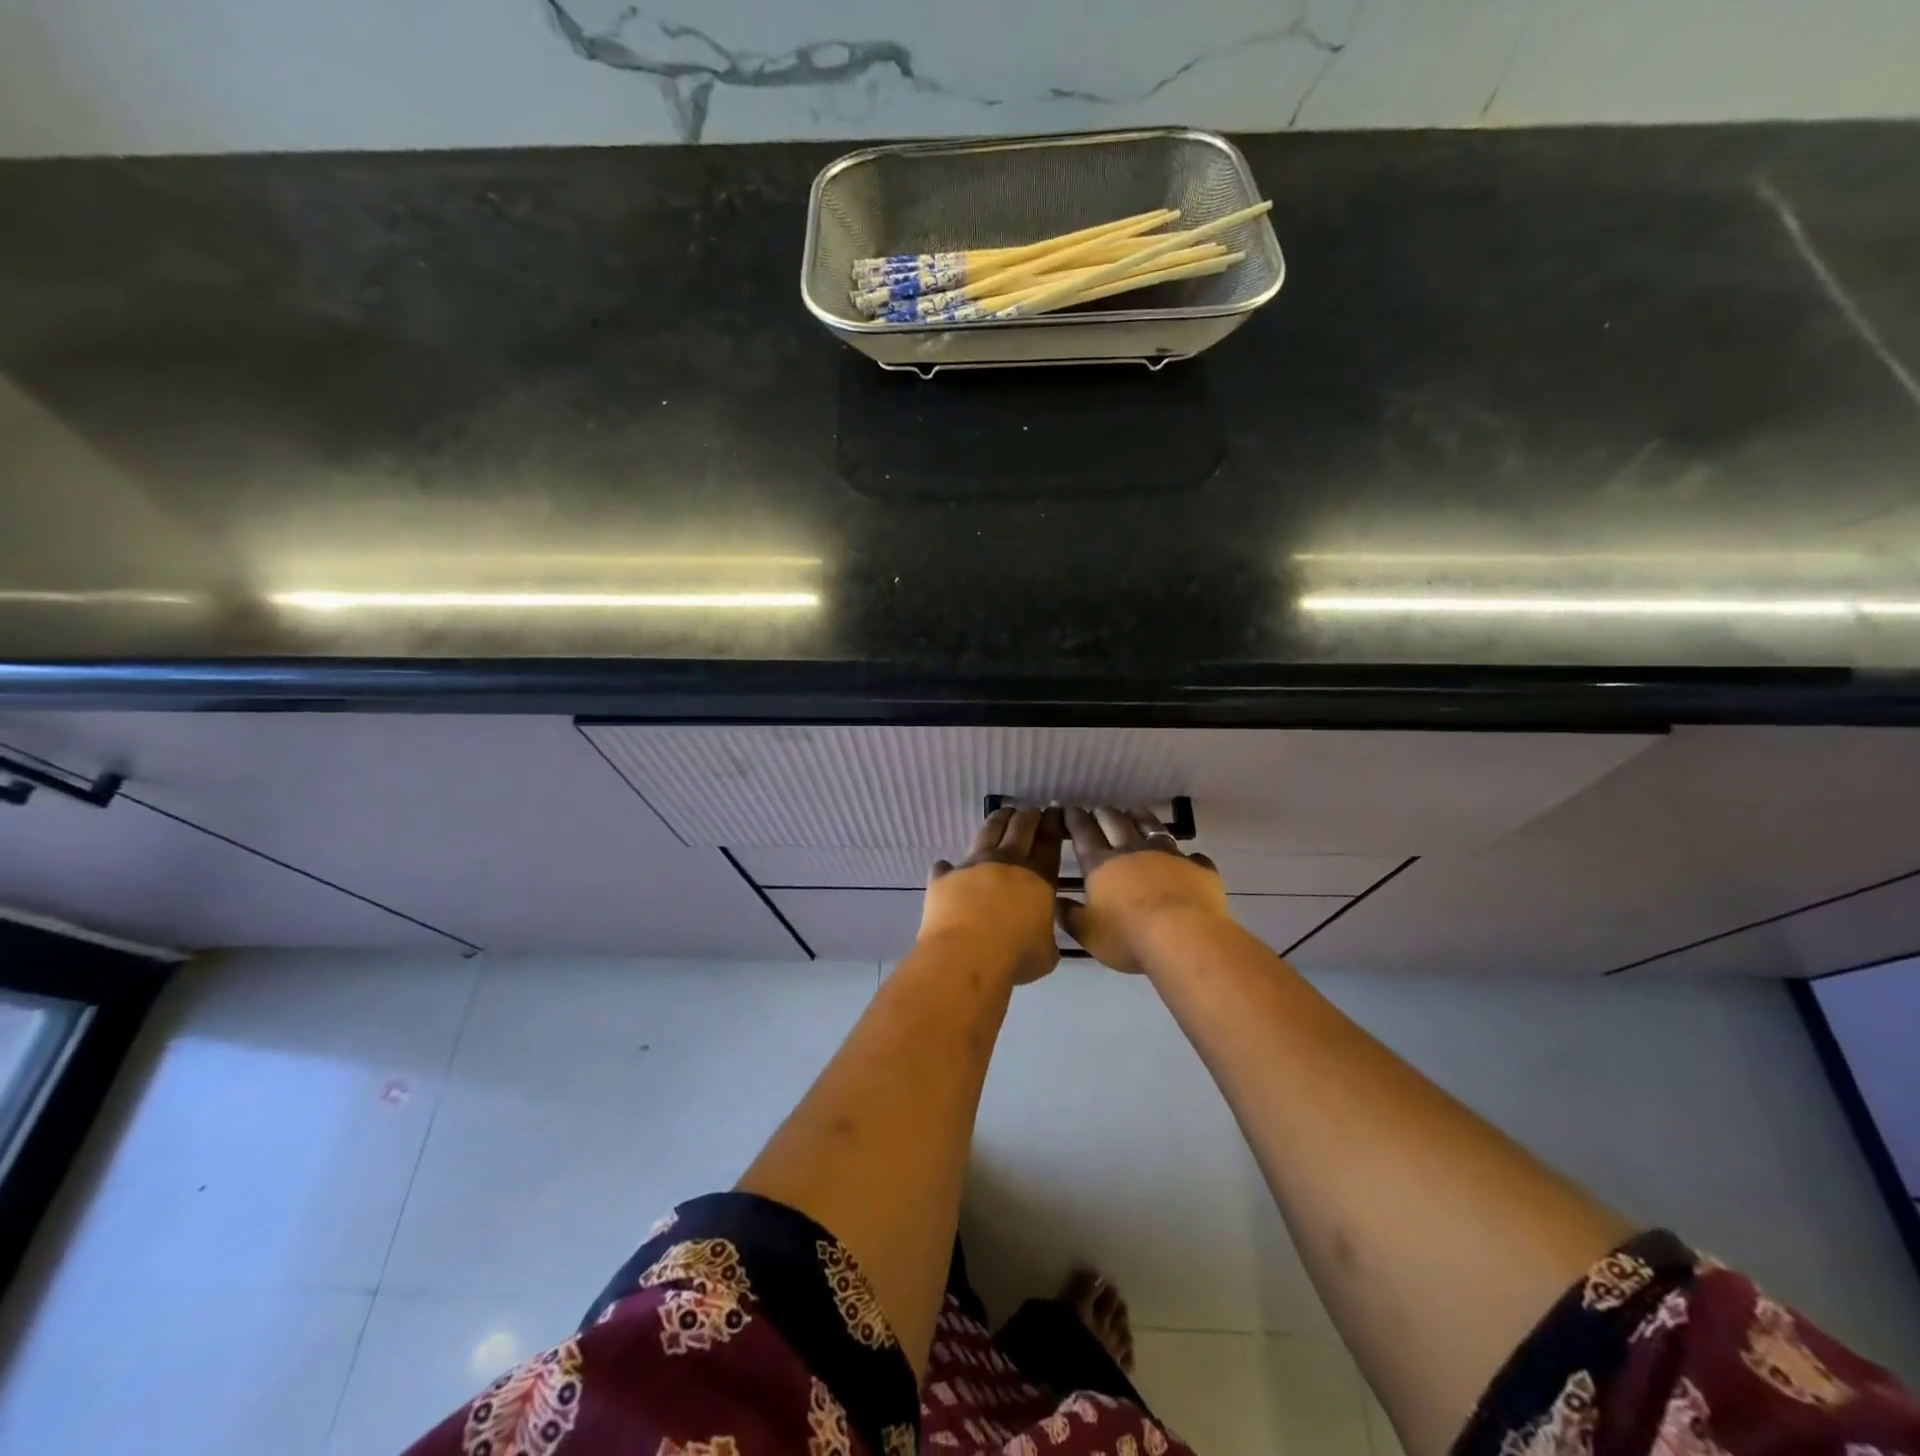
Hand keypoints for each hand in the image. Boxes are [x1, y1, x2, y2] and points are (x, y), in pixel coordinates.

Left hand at [921, 806, 1064, 984]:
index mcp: (1038, 878)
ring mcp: (973, 865)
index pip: (1049, 843)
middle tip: (1032, 810)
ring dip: (998, 820)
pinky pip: (946, 866)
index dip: (1053, 825)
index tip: (1055, 813)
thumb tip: (1041, 937)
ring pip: (988, 831)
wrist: (966, 955)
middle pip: (1020, 827)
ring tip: (1002, 814)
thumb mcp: (1046, 954)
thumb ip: (1045, 938)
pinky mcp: (945, 877)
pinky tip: (946, 866)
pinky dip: (948, 867)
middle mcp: (1007, 862)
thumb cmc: (1015, 957)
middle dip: (1028, 816)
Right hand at [1055, 806, 1232, 973]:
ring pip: (1151, 827)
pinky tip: (1188, 858)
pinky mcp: (1197, 867)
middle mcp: (1132, 851)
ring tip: (1134, 812)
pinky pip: (1192, 856)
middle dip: (1104, 813)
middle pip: (1115, 822)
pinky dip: (1186, 856)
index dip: (1075, 819)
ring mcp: (1167, 855)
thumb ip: (1070, 917)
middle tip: (1099, 809)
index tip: (1070, 809)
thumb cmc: (1129, 937)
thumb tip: (1056, 902)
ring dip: (1140, 817)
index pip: (1084, 834)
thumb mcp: (1089, 934)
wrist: (1184, 937)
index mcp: (1101, 865)